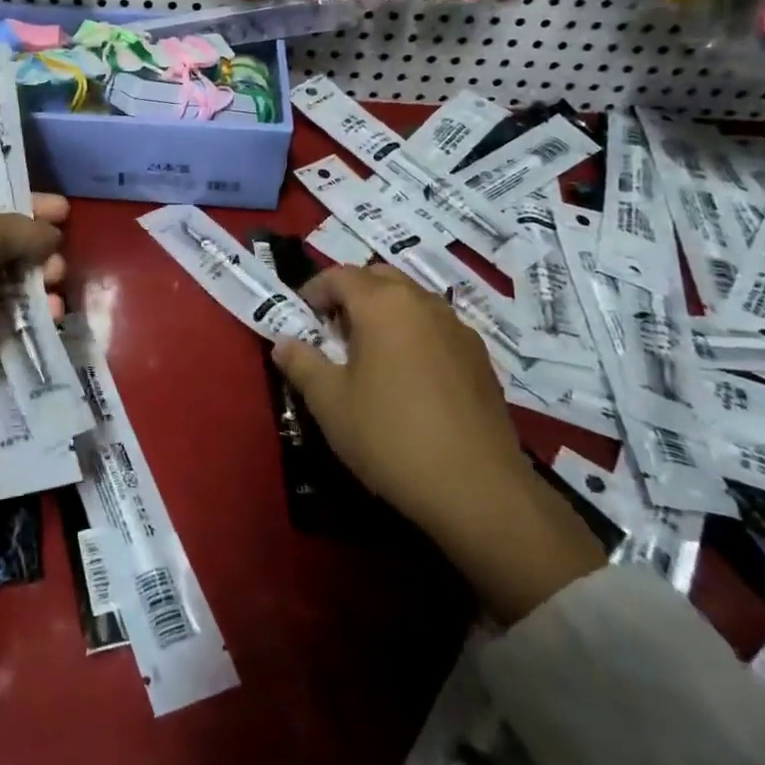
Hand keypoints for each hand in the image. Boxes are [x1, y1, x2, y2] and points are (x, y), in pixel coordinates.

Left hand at [0, 196, 67, 501]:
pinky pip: (22, 332)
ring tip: (58, 290)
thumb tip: (47, 235)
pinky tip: (56, 320)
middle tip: (58, 259)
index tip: (64, 209)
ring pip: (17, 293)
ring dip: (44, 286)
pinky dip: (42, 321)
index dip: (23, 207)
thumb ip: (13, 227)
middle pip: (3, 254)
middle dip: (36, 250)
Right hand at [272, 265, 604, 621]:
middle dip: (351, 295)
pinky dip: (414, 335)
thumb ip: (302, 364)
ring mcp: (458, 329)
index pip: (340, 275)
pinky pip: (436, 328)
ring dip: (385, 313)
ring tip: (369, 356)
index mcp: (383, 304)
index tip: (301, 318)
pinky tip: (408, 379)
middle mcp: (423, 303)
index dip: (314, 290)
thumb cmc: (390, 436)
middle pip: (379, 279)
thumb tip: (283, 344)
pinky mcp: (480, 359)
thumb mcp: (330, 403)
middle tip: (333, 332)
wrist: (478, 489)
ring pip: (412, 301)